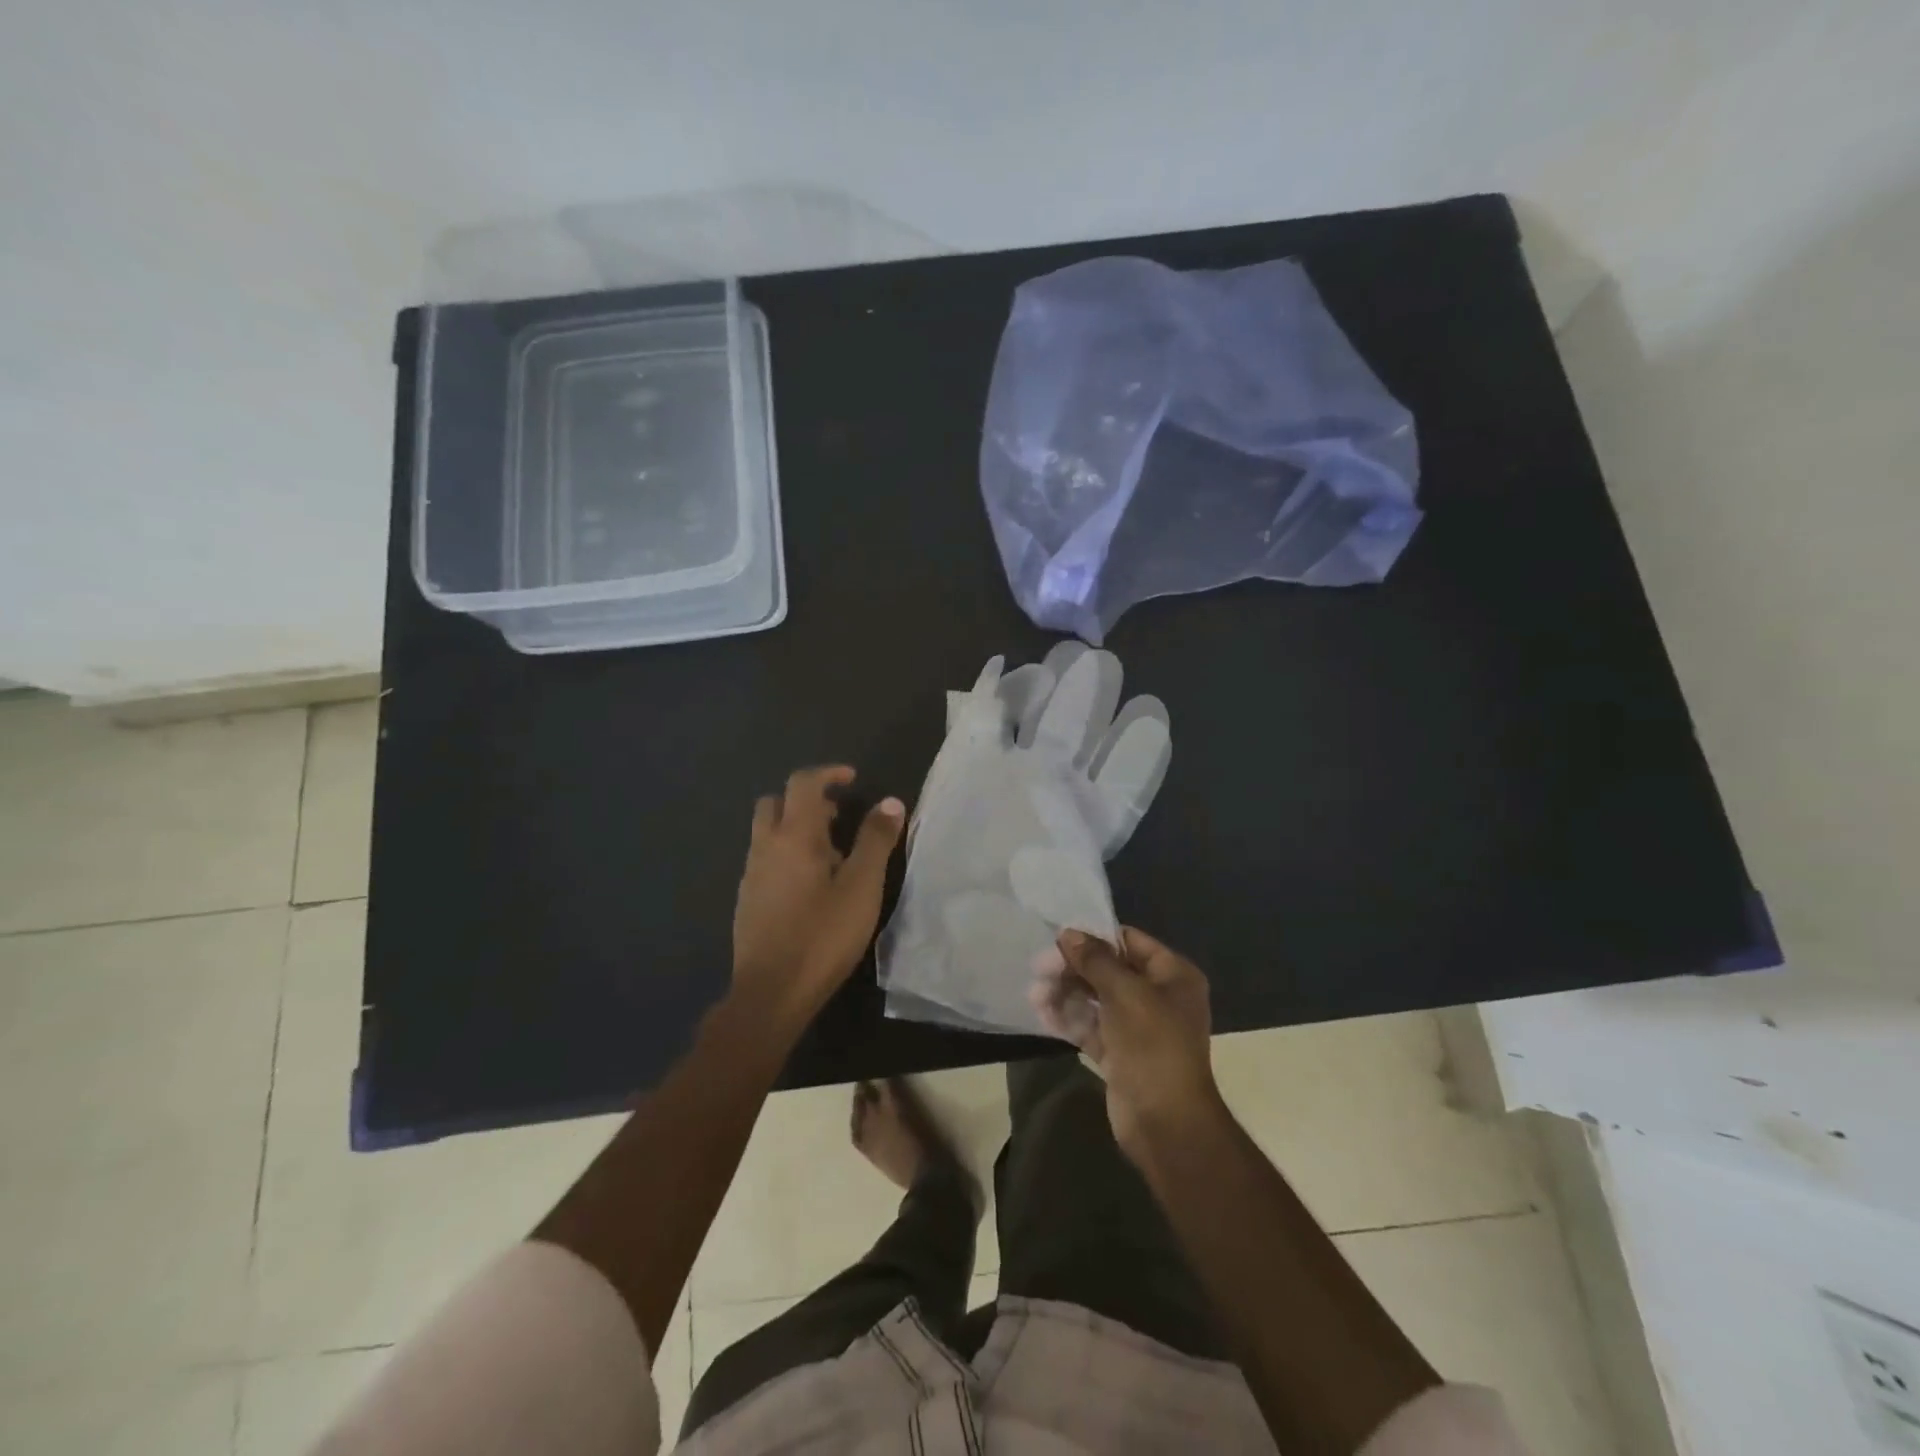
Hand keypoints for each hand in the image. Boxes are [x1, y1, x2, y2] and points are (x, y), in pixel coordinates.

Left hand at [732, 766, 904, 1023]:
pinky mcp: (747, 899)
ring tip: (831, 855)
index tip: (851, 779)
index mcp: (794, 835)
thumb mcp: (862, 887)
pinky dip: (786, 854)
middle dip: (806, 799)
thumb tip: (890, 802)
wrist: (771, 992)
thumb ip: (876, 840)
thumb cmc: (823, 935)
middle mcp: (765, 846)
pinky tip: (810, 887)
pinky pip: (765, 859)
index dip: (828, 773)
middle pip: (776, 802)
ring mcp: (752, 874)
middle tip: (838, 817)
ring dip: (796, 828)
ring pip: (768, 832)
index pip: (803, 783)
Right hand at [1031, 926, 1218, 1158]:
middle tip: (1039, 970)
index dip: (1095, 938)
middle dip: (1074, 969)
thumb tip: (1069, 934)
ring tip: (1036, 995)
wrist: (1166, 1122)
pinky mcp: (1120, 1053)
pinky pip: (1092, 1027)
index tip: (1059, 939)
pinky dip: (1070, 1019)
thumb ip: (1095, 960)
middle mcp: (1158, 996)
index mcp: (1173, 975)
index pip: (1130, 942)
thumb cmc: (1153, 1044)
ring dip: (1066, 994)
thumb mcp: (1125, 993)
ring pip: (1097, 999)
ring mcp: (1139, 1027)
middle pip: (1110, 970)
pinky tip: (1044, 1014)